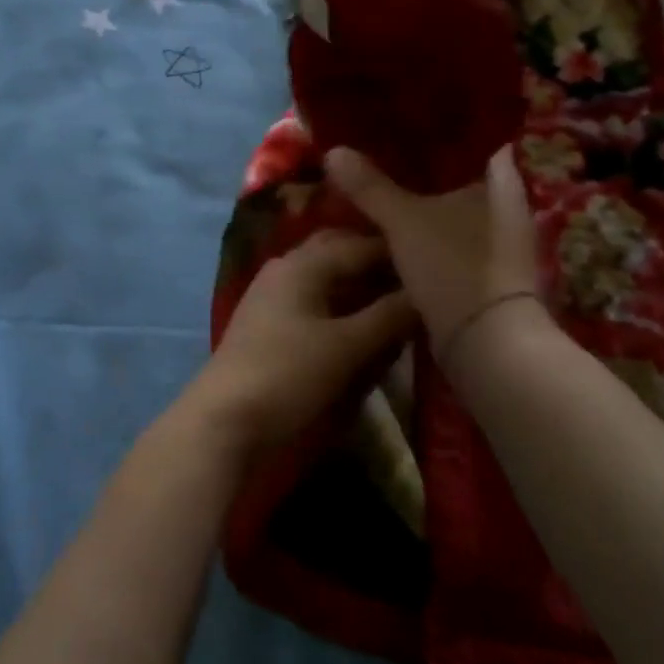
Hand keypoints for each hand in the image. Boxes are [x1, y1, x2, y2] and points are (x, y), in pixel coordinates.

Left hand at [194, 231, 415, 454]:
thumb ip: (390, 316)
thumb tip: (427, 292)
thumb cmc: (288, 375)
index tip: (439, 265)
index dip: (401, 254)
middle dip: (378, 265)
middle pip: (340, 254)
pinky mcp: (270, 324)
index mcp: (303, 263)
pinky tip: (362, 327)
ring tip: (396, 305)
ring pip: (327, 278)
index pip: (362, 244)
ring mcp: (274, 295)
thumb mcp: (347, 347)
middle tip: (418, 283)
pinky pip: (315, 302)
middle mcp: (286, 268)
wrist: (224, 419)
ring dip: (360, 287)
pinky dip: (341, 308)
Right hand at [324, 145, 545, 348]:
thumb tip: (333, 151)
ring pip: (452, 204)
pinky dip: (425, 226)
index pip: (472, 136)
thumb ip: (369, 186)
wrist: (488, 345)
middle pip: (458, 171)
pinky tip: (394, 225)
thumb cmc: (454, 267)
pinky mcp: (487, 266)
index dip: (437, 125)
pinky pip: (451, 232)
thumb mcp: (403, 222)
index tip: (400, 118)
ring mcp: (500, 236)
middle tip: (378, 149)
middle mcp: (507, 202)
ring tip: (379, 182)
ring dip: (421, 197)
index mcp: (501, 179)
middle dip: (420, 164)